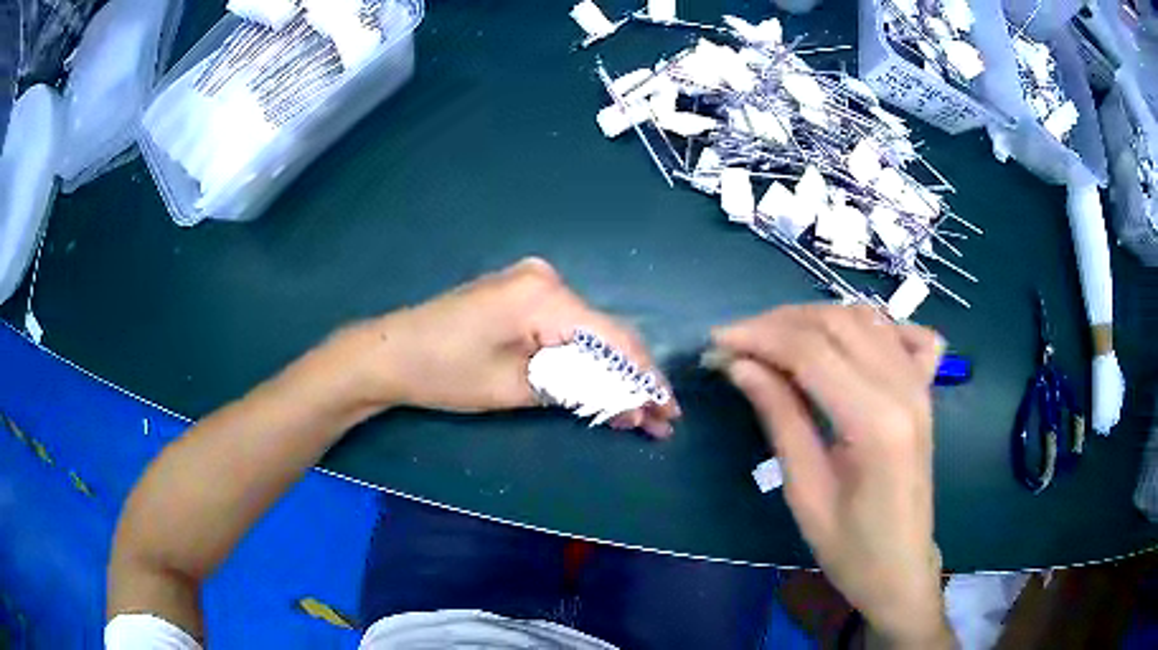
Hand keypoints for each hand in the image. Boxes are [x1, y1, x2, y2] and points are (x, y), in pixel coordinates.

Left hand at [335, 257, 679, 436]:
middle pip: (606, 334)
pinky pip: (568, 328)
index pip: (613, 339)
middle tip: (659, 419)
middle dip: (633, 379)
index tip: (668, 413)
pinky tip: (603, 386)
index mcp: (545, 296)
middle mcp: (548, 279)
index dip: (645, 378)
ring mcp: (534, 284)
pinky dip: (585, 359)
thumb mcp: (516, 388)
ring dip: (612, 372)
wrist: (391, 353)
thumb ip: (579, 388)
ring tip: (638, 412)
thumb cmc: (445, 373)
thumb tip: (632, 403)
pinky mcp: (523, 296)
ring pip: (590, 333)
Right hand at [712, 305, 952, 646]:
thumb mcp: (804, 491)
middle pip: (837, 323)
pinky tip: (848, 340)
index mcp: (875, 422)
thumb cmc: (849, 547)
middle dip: (779, 322)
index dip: (759, 337)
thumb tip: (740, 365)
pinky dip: (873, 324)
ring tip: (775, 339)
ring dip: (815, 318)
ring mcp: (920, 384)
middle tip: (738, 342)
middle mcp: (904, 388)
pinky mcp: (926, 390)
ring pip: (865, 318)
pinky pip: (904, 334)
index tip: (717, 342)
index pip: (811, 352)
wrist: (900, 567)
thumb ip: (779, 417)